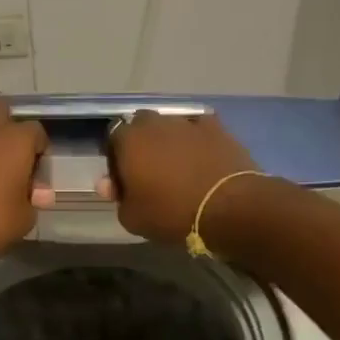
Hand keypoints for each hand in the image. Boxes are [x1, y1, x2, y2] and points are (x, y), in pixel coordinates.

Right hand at [104, 110, 259, 245]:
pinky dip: (196, 141)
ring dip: (168, 142)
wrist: (230, 207)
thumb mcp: (132, 218)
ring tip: (177, 168)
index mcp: (129, 139)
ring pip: (170, 127)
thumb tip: (109, 184)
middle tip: (148, 172)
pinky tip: (201, 160)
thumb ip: (117, 197)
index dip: (116, 160)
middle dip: (141, 145)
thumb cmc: (172, 213)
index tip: (123, 181)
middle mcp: (156, 122)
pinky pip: (198, 130)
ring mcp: (188, 122)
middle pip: (141, 127)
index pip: (112, 139)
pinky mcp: (217, 128)